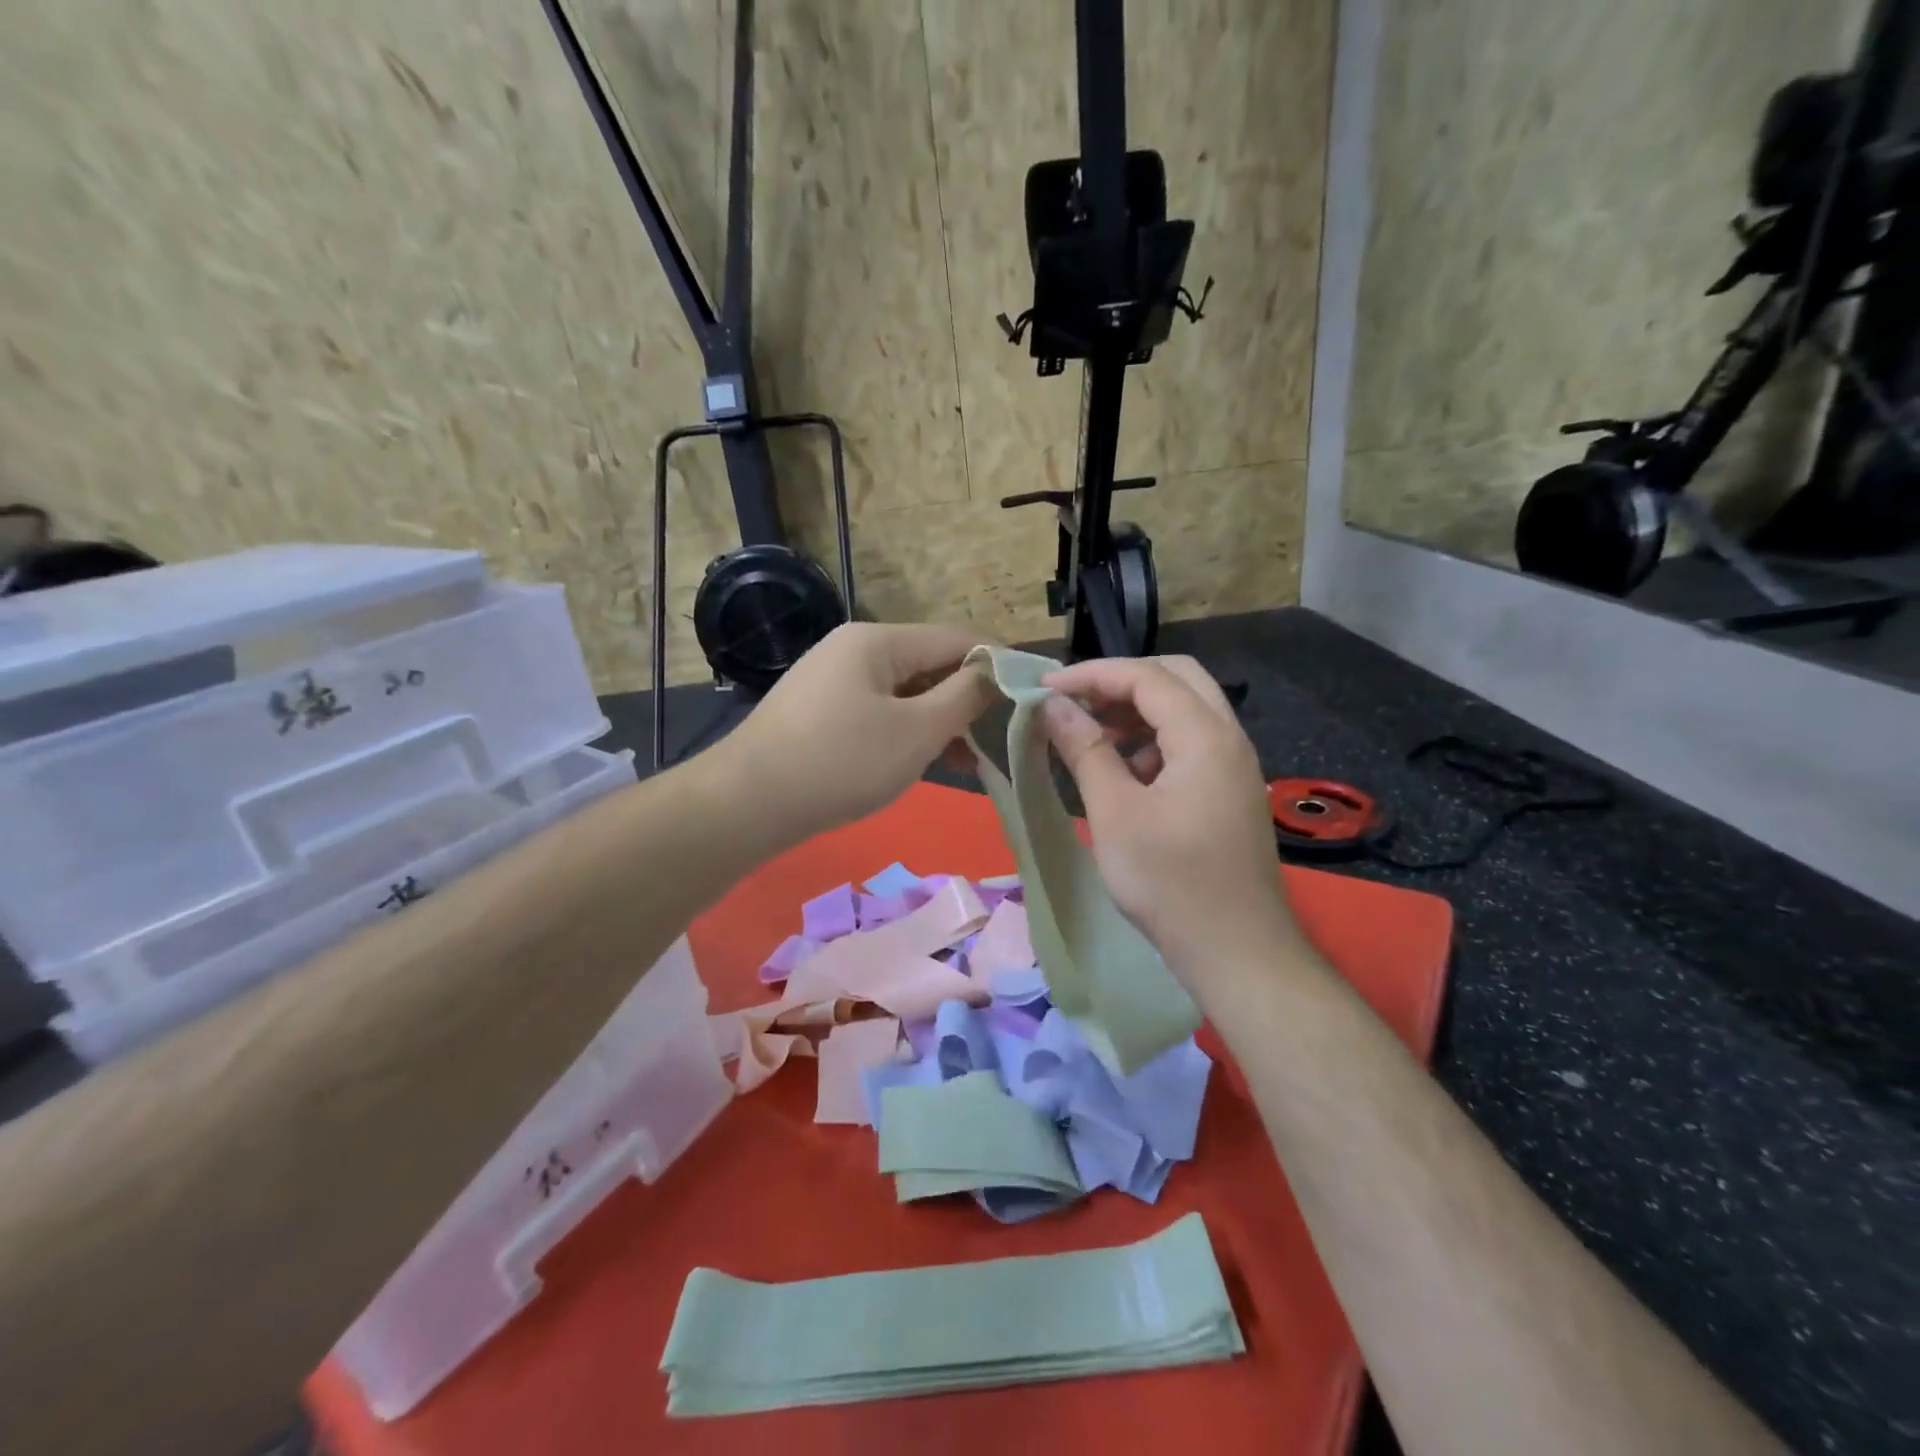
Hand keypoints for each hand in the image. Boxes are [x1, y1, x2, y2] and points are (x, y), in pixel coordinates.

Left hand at [721, 622, 996, 843]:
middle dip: (967, 700)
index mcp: (877, 641)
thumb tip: (995, 672)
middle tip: (1000, 739)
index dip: (997, 664)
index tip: (1031, 694)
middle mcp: (853, 649)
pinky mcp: (819, 711)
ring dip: (939, 721)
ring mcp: (831, 680)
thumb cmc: (842, 762)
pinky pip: (878, 712)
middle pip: (928, 665)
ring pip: (904, 693)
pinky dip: (906, 732)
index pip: (955, 639)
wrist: (748, 803)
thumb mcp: (916, 731)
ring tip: (969, 761)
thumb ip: (964, 697)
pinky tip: (923, 762)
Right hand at [1040, 656, 1294, 983]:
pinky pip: (1190, 745)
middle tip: (1075, 703)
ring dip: (1136, 712)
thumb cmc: (1170, 883)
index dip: (1091, 674)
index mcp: (1206, 735)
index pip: (1146, 676)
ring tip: (1091, 739)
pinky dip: (1152, 743)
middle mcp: (1228, 738)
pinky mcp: (1229, 793)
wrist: (1237, 952)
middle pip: (1176, 679)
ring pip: (1185, 711)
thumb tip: (1052, 704)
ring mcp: (1234, 766)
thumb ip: (1085, 750)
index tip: (1044, 687)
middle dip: (1120, 683)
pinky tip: (1123, 776)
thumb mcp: (1115, 813)